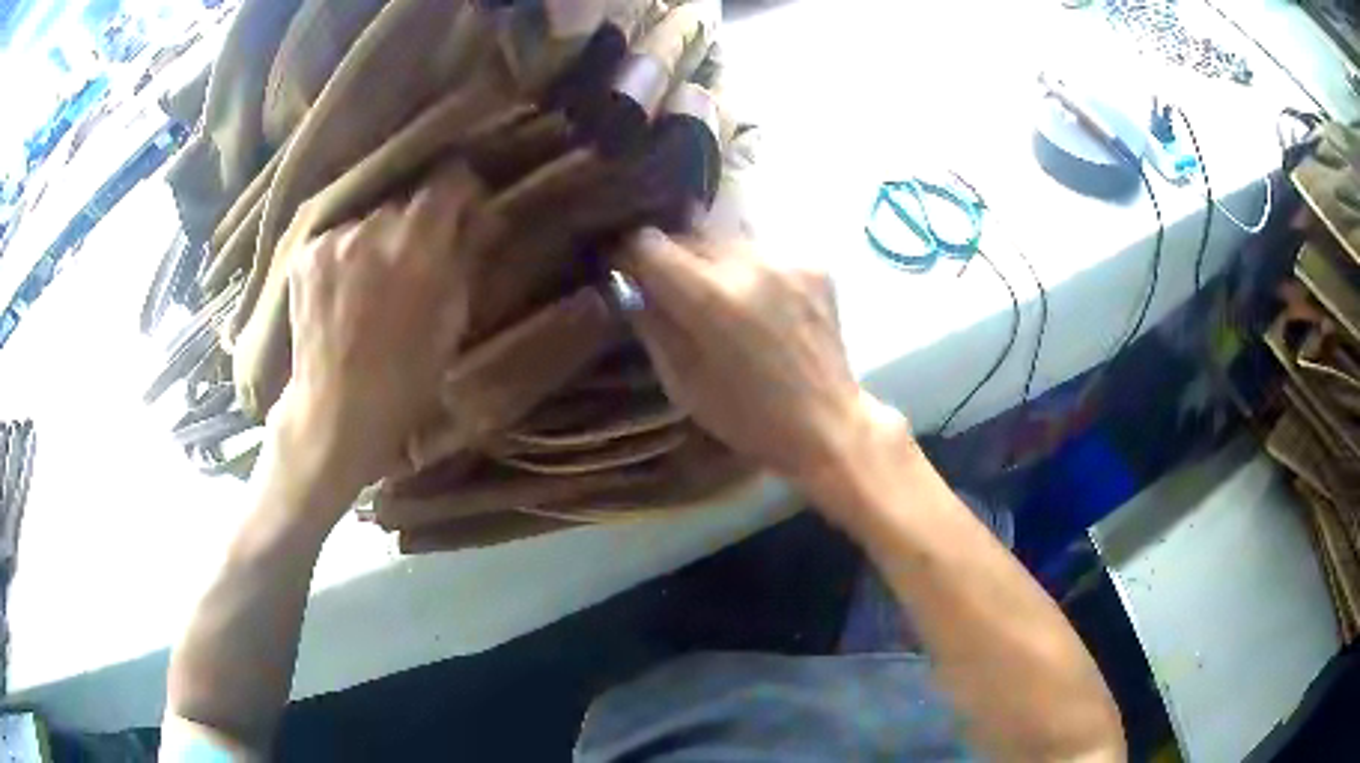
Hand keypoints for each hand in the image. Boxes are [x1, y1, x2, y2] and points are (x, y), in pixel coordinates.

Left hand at [273, 164, 482, 506]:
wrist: (336, 410)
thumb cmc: (406, 379)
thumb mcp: (452, 321)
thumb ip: (465, 259)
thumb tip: (480, 219)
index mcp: (418, 248)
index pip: (448, 183)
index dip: (461, 194)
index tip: (464, 212)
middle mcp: (373, 230)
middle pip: (405, 207)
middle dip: (415, 230)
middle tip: (415, 265)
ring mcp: (334, 241)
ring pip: (369, 223)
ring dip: (378, 243)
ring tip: (372, 283)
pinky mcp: (306, 254)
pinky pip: (339, 239)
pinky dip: (346, 256)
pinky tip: (344, 290)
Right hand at [615, 228, 897, 493]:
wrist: (827, 424)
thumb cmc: (747, 417)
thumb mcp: (681, 381)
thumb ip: (651, 322)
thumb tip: (630, 282)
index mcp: (712, 297)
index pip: (649, 242)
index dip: (630, 256)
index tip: (629, 273)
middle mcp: (750, 262)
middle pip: (689, 233)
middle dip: (673, 258)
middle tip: (673, 290)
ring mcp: (788, 258)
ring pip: (727, 236)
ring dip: (712, 259)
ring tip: (720, 295)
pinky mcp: (814, 262)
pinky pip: (763, 249)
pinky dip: (749, 267)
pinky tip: (758, 300)